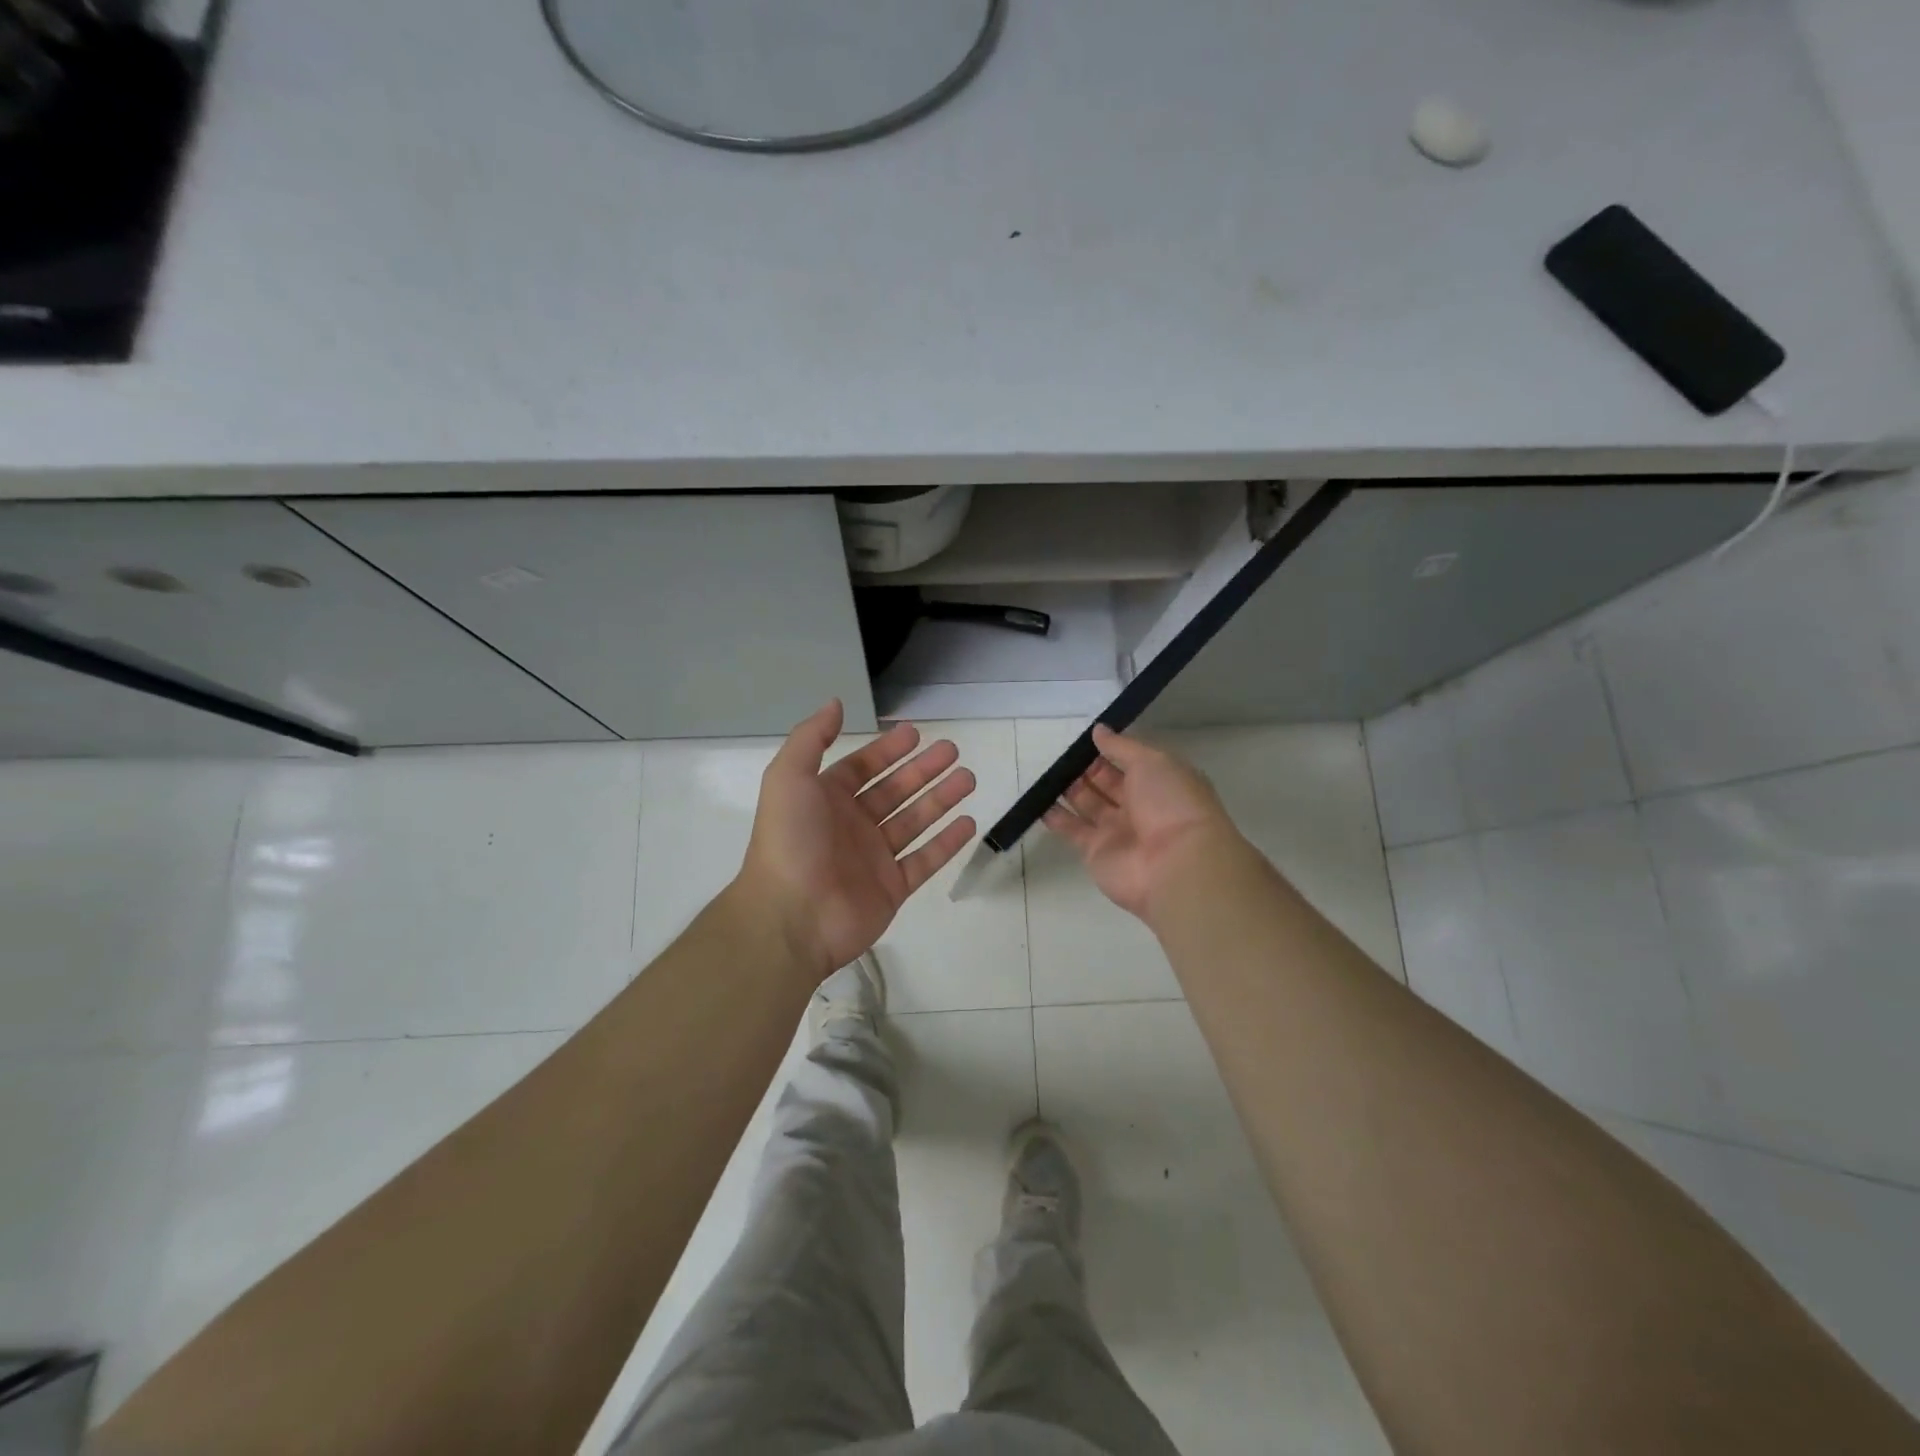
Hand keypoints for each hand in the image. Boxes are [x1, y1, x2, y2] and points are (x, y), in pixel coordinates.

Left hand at [737, 701, 977, 981]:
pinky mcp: (892, 889)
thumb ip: (811, 738)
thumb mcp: (788, 777)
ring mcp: (873, 859)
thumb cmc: (790, 841)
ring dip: (941, 799)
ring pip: (915, 821)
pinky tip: (968, 822)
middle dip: (923, 770)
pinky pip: (925, 860)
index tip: (915, 733)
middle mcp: (851, 826)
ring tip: (968, 778)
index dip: (887, 750)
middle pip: (894, 790)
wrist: (792, 916)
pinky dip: (947, 843)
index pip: (861, 767)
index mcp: (825, 800)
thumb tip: (835, 703)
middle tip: (952, 750)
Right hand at [1043, 725, 1240, 922]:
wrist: (1175, 865)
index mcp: (1159, 782)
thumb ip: (1122, 746)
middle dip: (1085, 768)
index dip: (1107, 750)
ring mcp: (1117, 830)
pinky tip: (1038, 801)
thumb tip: (1099, 730)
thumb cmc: (1170, 804)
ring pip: (1088, 805)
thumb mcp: (1152, 761)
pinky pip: (1072, 829)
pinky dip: (1056, 817)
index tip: (1083, 739)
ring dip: (1068, 789)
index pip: (1129, 762)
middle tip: (1059, 754)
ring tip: (1045, 773)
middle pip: (1106, 782)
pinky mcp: (1095, 851)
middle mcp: (1139, 806)